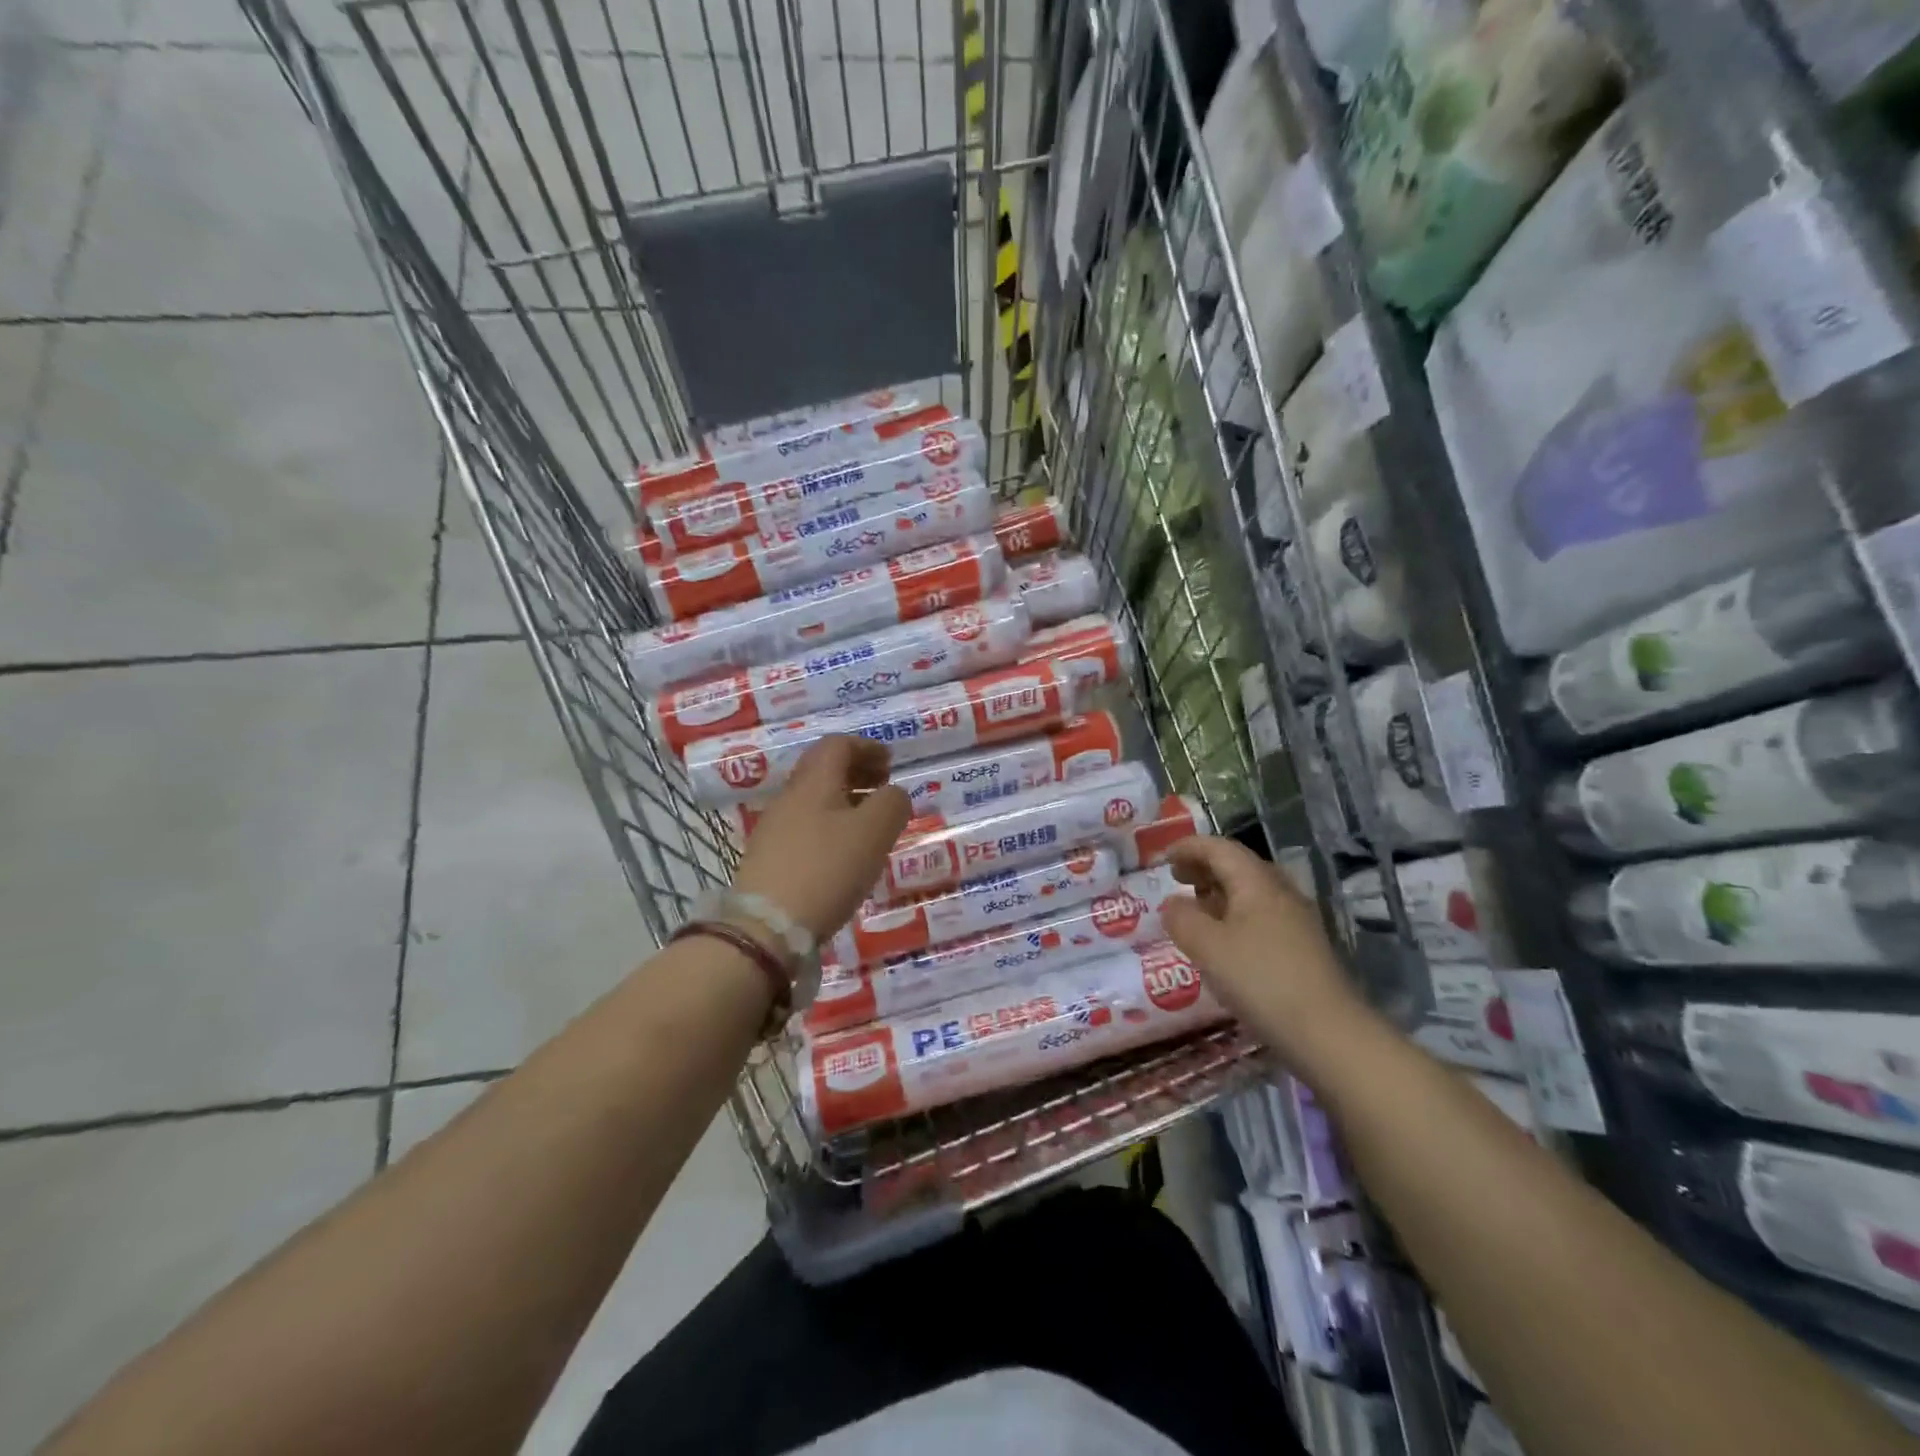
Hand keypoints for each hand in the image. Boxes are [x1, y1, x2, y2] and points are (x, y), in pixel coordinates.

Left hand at [731, 735, 912, 941]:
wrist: (766, 927)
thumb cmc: (827, 869)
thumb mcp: (875, 832)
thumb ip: (892, 803)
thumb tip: (893, 793)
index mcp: (814, 781)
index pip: (838, 744)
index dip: (867, 747)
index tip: (890, 763)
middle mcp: (790, 796)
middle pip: (823, 769)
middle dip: (857, 772)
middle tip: (883, 788)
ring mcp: (775, 827)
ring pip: (814, 799)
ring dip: (845, 801)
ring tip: (870, 824)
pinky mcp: (769, 857)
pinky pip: (806, 826)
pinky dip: (831, 826)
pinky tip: (845, 853)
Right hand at [1160, 835, 1372, 1075]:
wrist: (1328, 1033)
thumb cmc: (1261, 980)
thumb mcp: (1207, 947)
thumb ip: (1182, 919)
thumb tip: (1172, 903)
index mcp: (1257, 882)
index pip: (1219, 848)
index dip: (1188, 847)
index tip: (1162, 858)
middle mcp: (1280, 892)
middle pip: (1238, 865)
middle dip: (1204, 866)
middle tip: (1176, 879)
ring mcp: (1296, 920)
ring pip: (1251, 891)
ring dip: (1219, 891)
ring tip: (1195, 908)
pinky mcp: (1302, 947)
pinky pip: (1261, 915)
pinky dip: (1234, 914)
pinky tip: (1223, 941)